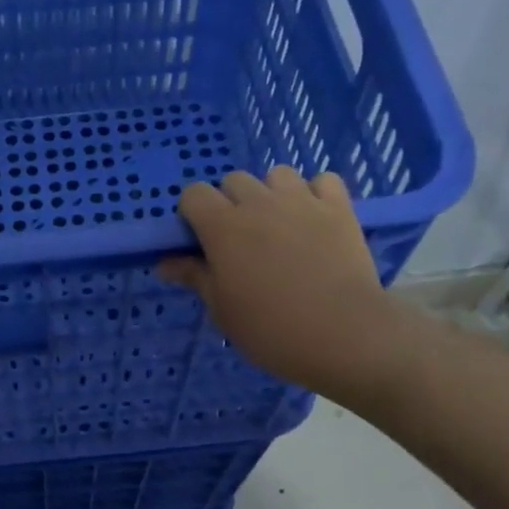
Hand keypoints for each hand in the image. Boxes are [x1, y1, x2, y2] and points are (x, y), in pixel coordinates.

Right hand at [157, 168, 414, 395]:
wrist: (342, 333)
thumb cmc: (270, 329)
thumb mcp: (222, 309)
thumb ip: (195, 277)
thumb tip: (166, 263)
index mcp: (223, 227)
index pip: (194, 194)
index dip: (193, 214)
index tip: (201, 241)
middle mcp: (259, 202)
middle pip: (234, 180)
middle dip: (231, 203)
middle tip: (241, 240)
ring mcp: (302, 200)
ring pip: (278, 175)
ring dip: (272, 194)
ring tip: (280, 225)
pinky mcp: (339, 207)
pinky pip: (323, 181)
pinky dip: (316, 194)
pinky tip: (315, 219)